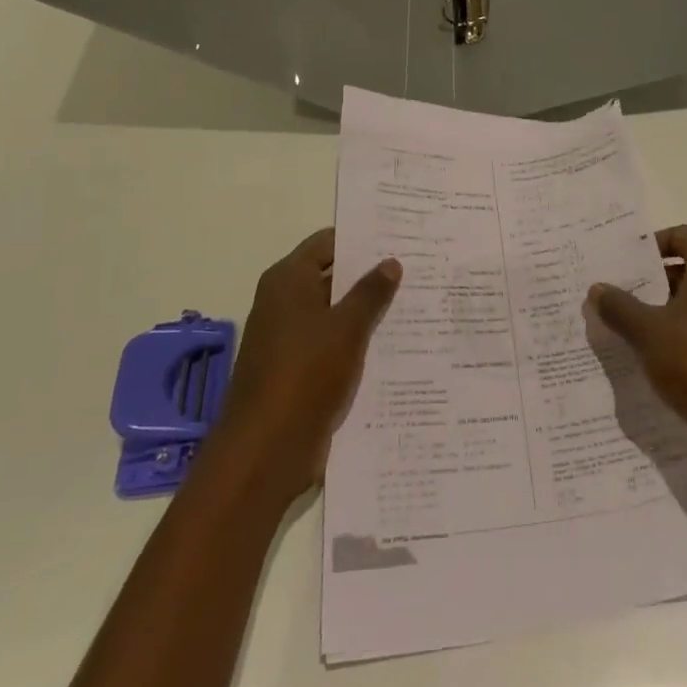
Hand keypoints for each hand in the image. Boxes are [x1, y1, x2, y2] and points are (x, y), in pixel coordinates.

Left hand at [212, 229, 399, 503]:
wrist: (266, 449)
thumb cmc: (304, 374)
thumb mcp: (346, 328)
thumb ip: (371, 292)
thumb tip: (391, 261)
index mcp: (288, 281)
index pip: (328, 243)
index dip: (362, 238)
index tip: (401, 237)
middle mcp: (285, 303)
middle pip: (332, 277)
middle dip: (371, 274)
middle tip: (420, 267)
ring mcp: (291, 338)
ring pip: (337, 313)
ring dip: (369, 310)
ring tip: (419, 302)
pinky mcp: (300, 370)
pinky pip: (335, 344)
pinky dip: (360, 340)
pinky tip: (398, 342)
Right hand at [590, 226, 686, 482]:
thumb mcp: (647, 333)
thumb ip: (619, 306)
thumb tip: (597, 288)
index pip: (681, 235)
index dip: (650, 245)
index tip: (622, 263)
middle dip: (654, 278)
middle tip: (619, 292)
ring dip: (667, 305)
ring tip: (630, 323)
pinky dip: (685, 328)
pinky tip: (657, 352)